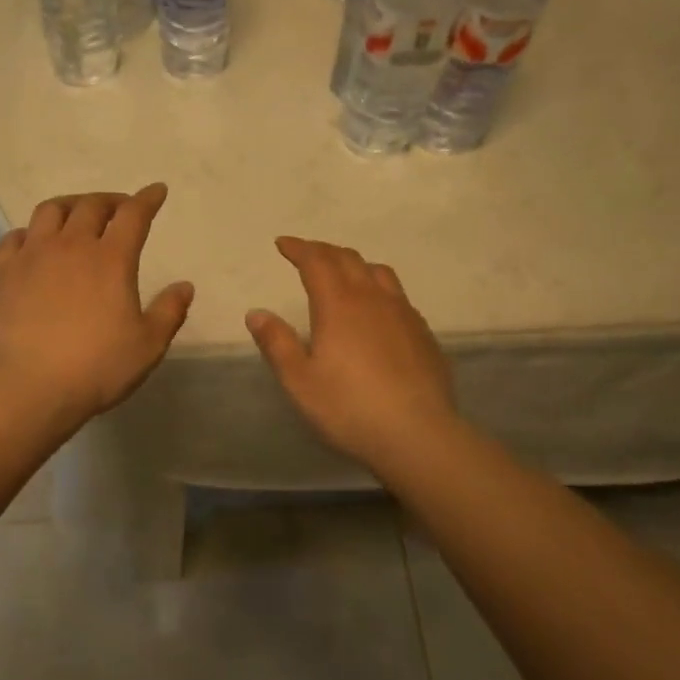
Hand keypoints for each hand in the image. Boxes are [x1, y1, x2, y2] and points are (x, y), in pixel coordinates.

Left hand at [0, 185, 193, 424]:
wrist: (28, 388)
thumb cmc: (96, 368)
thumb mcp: (147, 346)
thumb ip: (169, 312)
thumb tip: (185, 286)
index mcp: (111, 260)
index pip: (134, 215)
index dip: (147, 199)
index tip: (157, 191)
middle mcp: (71, 246)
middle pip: (91, 205)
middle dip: (110, 200)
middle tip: (120, 208)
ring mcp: (33, 256)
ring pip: (50, 210)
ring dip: (70, 205)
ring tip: (77, 215)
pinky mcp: (4, 273)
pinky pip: (15, 237)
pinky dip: (30, 232)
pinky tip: (34, 242)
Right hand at [246, 237, 457, 470]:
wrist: (418, 435)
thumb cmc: (349, 408)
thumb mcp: (300, 381)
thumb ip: (277, 343)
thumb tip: (256, 313)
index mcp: (339, 305)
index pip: (316, 261)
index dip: (298, 248)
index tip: (283, 244)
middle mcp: (373, 299)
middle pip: (348, 259)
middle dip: (324, 251)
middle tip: (307, 254)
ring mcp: (404, 314)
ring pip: (378, 272)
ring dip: (355, 264)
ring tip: (343, 273)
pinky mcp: (423, 333)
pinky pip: (398, 296)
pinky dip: (379, 289)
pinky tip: (377, 310)